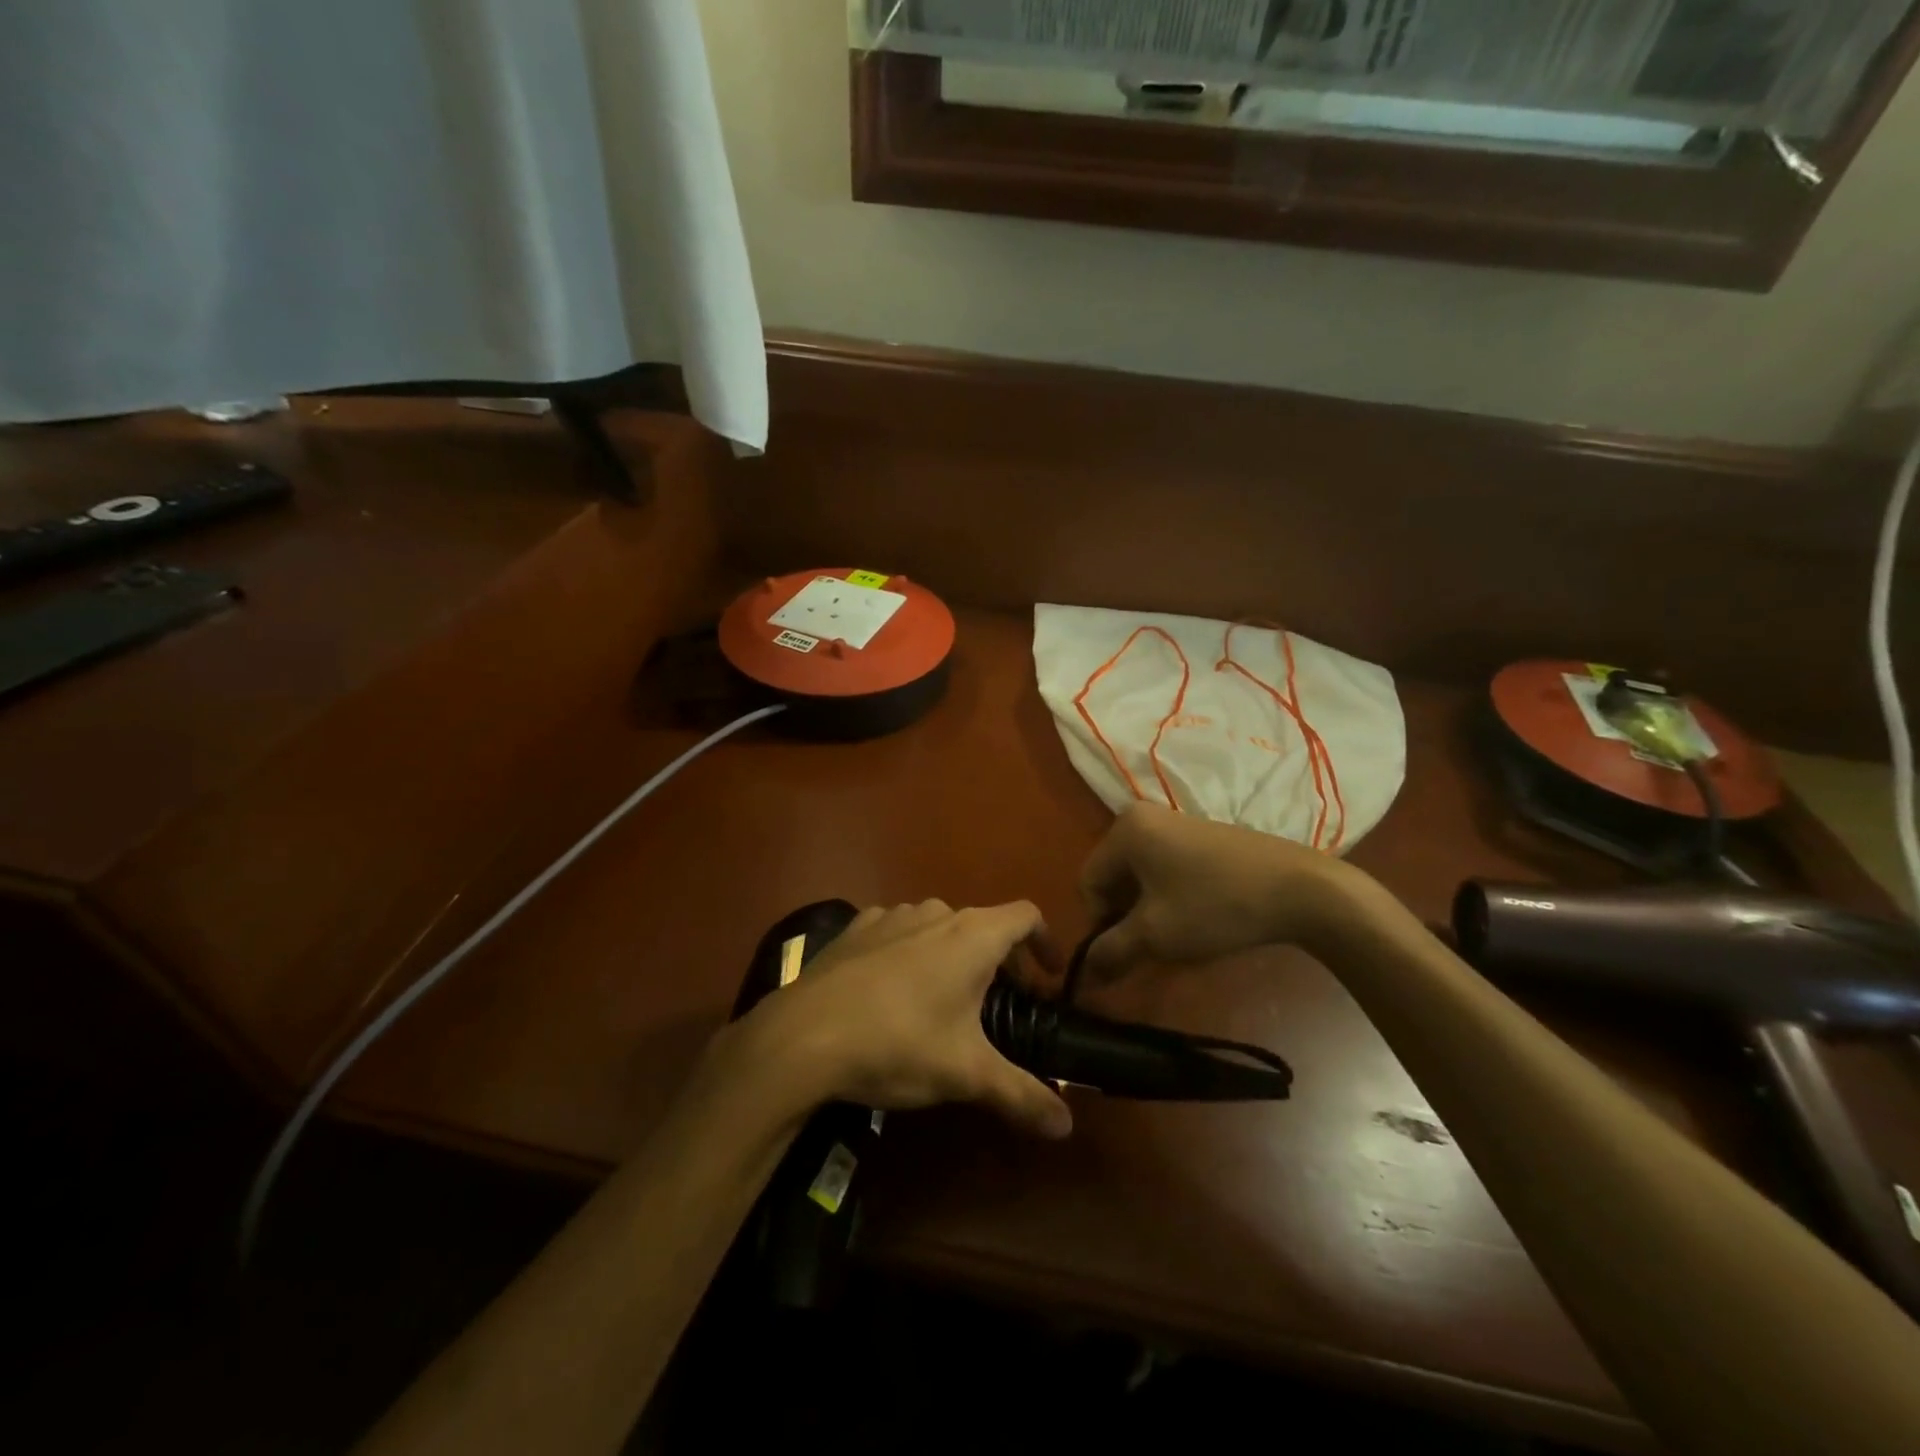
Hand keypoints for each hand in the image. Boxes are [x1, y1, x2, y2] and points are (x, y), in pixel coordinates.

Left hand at [737, 900, 1072, 1139]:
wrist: (802, 1036)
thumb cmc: (899, 1044)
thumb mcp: (966, 1074)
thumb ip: (1022, 1095)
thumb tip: (1066, 1126)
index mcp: (972, 935)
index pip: (1026, 916)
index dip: (1045, 942)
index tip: (1049, 978)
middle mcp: (935, 912)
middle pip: (983, 924)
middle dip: (1000, 960)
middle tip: (1002, 1005)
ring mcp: (889, 915)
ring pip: (938, 926)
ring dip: (953, 955)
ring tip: (947, 1000)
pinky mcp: (854, 929)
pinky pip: (897, 932)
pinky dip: (910, 952)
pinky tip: (894, 991)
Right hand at [1081, 803, 1355, 978]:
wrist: (1302, 889)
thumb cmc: (1216, 906)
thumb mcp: (1155, 935)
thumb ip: (1110, 953)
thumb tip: (1081, 978)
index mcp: (1125, 829)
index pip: (1089, 882)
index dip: (1100, 924)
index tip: (1127, 952)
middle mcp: (1145, 817)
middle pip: (1114, 877)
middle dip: (1125, 918)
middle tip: (1151, 950)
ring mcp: (1177, 823)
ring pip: (1142, 877)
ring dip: (1149, 912)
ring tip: (1177, 939)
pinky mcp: (1204, 836)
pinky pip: (1167, 869)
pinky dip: (1171, 898)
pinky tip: (1198, 919)